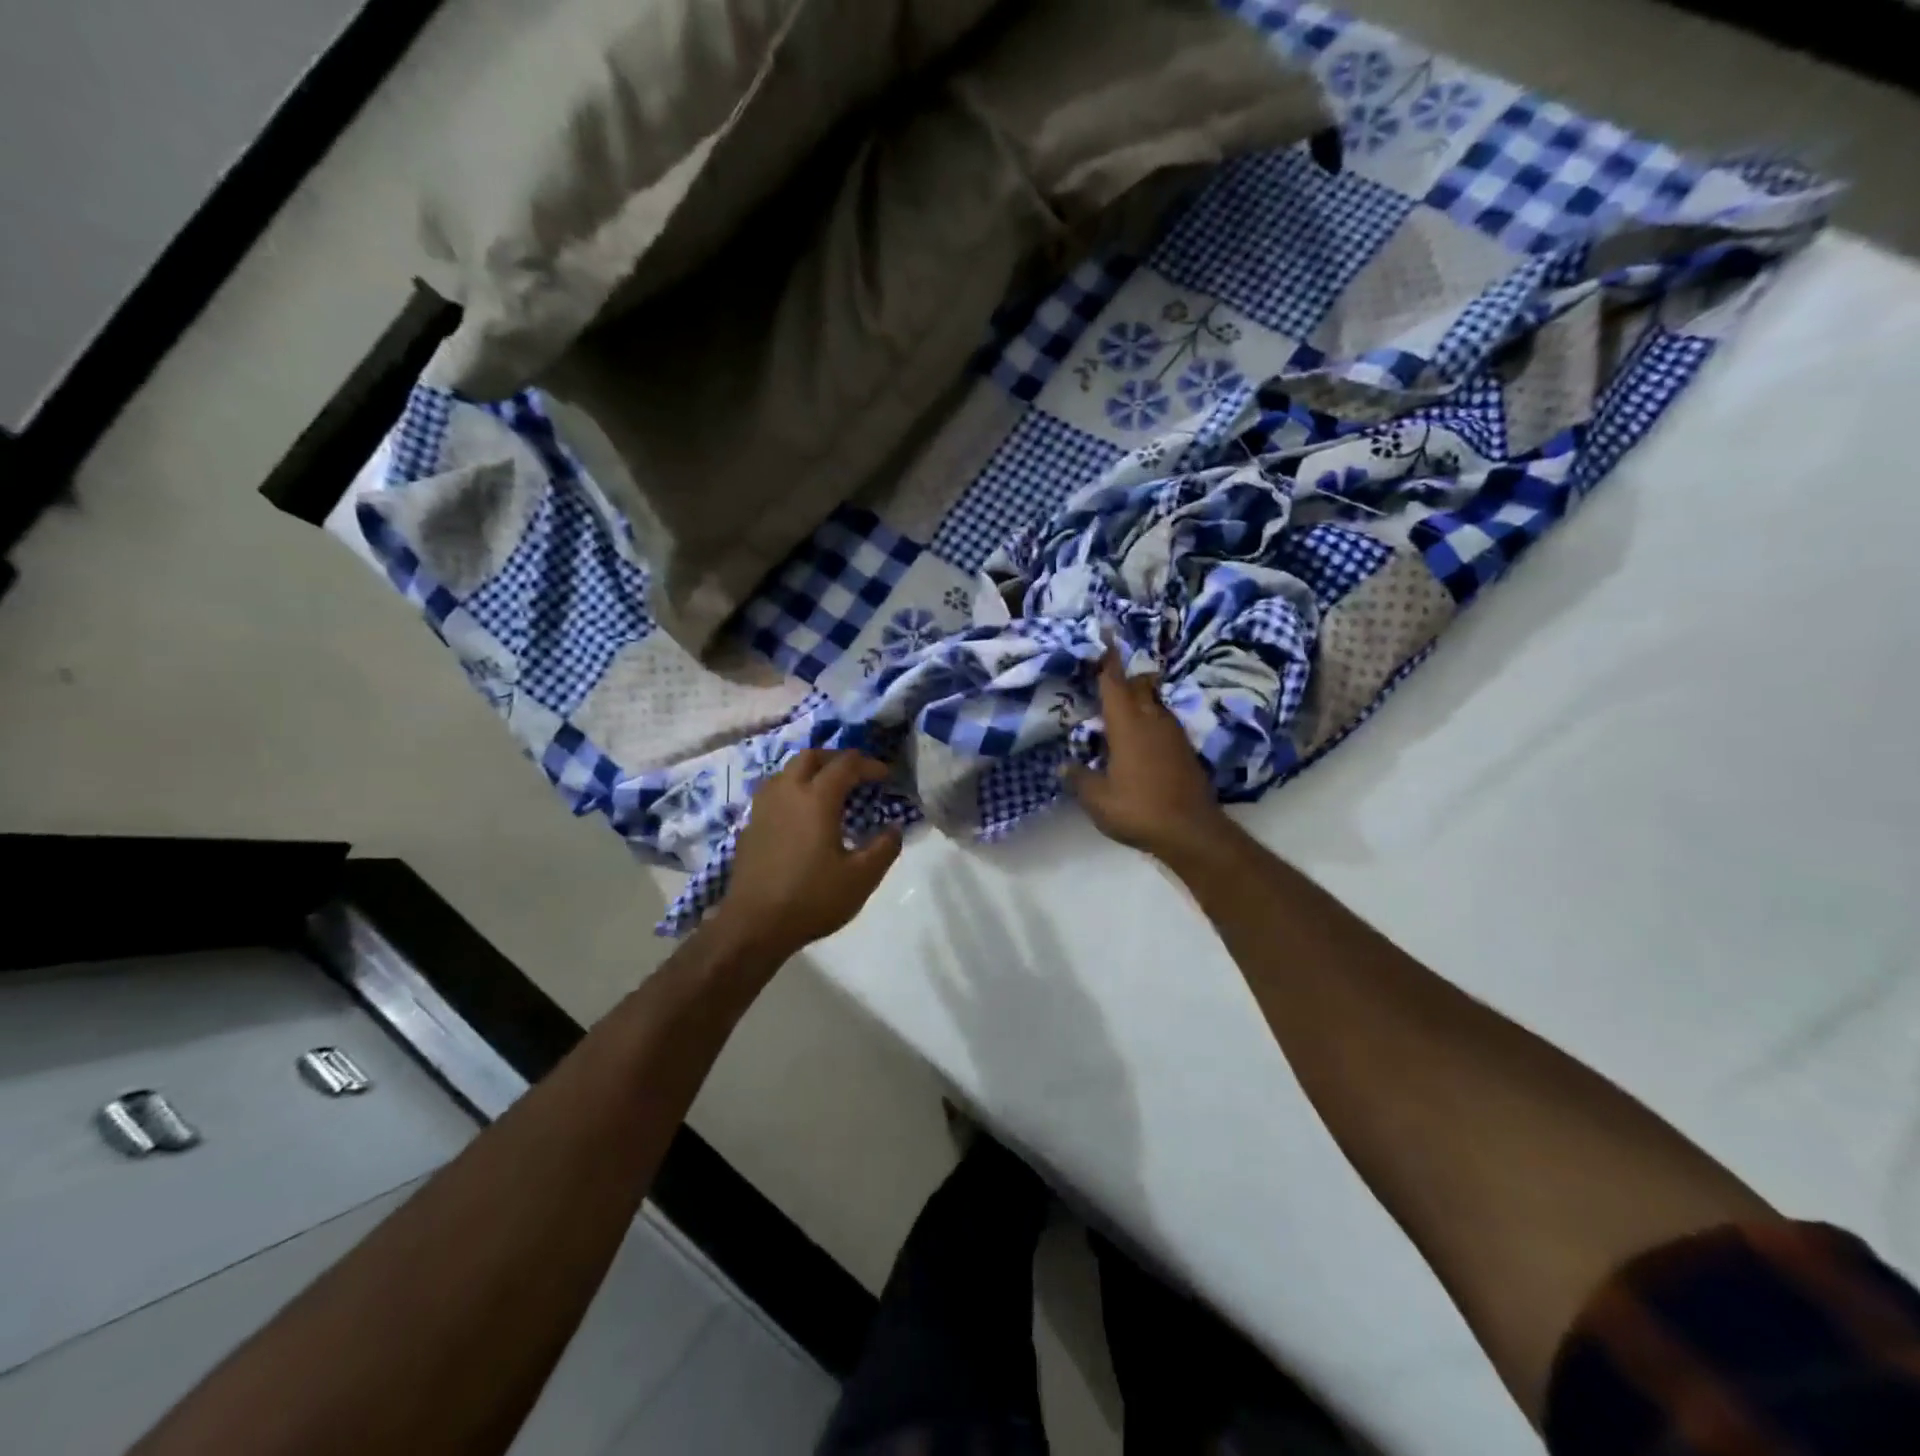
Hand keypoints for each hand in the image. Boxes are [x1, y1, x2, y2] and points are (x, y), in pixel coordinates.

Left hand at [712, 750, 903, 957]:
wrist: (754, 925)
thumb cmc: (812, 898)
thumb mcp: (861, 878)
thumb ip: (884, 848)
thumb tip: (894, 828)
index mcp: (816, 798)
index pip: (846, 764)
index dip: (869, 764)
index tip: (886, 776)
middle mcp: (787, 792)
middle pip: (811, 756)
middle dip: (837, 758)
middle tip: (856, 774)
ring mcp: (763, 807)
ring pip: (787, 770)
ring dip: (811, 771)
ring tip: (828, 790)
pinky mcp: (750, 826)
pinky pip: (774, 792)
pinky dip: (793, 790)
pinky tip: (801, 815)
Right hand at [1064, 651, 1229, 865]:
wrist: (1191, 831)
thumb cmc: (1138, 809)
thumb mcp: (1097, 799)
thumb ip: (1079, 778)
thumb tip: (1064, 766)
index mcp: (1128, 725)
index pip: (1115, 682)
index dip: (1107, 659)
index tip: (1105, 634)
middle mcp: (1152, 720)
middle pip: (1139, 686)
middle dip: (1124, 676)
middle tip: (1106, 674)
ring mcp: (1173, 734)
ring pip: (1154, 703)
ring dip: (1138, 698)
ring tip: (1120, 706)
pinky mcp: (1185, 749)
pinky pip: (1163, 722)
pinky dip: (1149, 720)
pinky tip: (1140, 736)